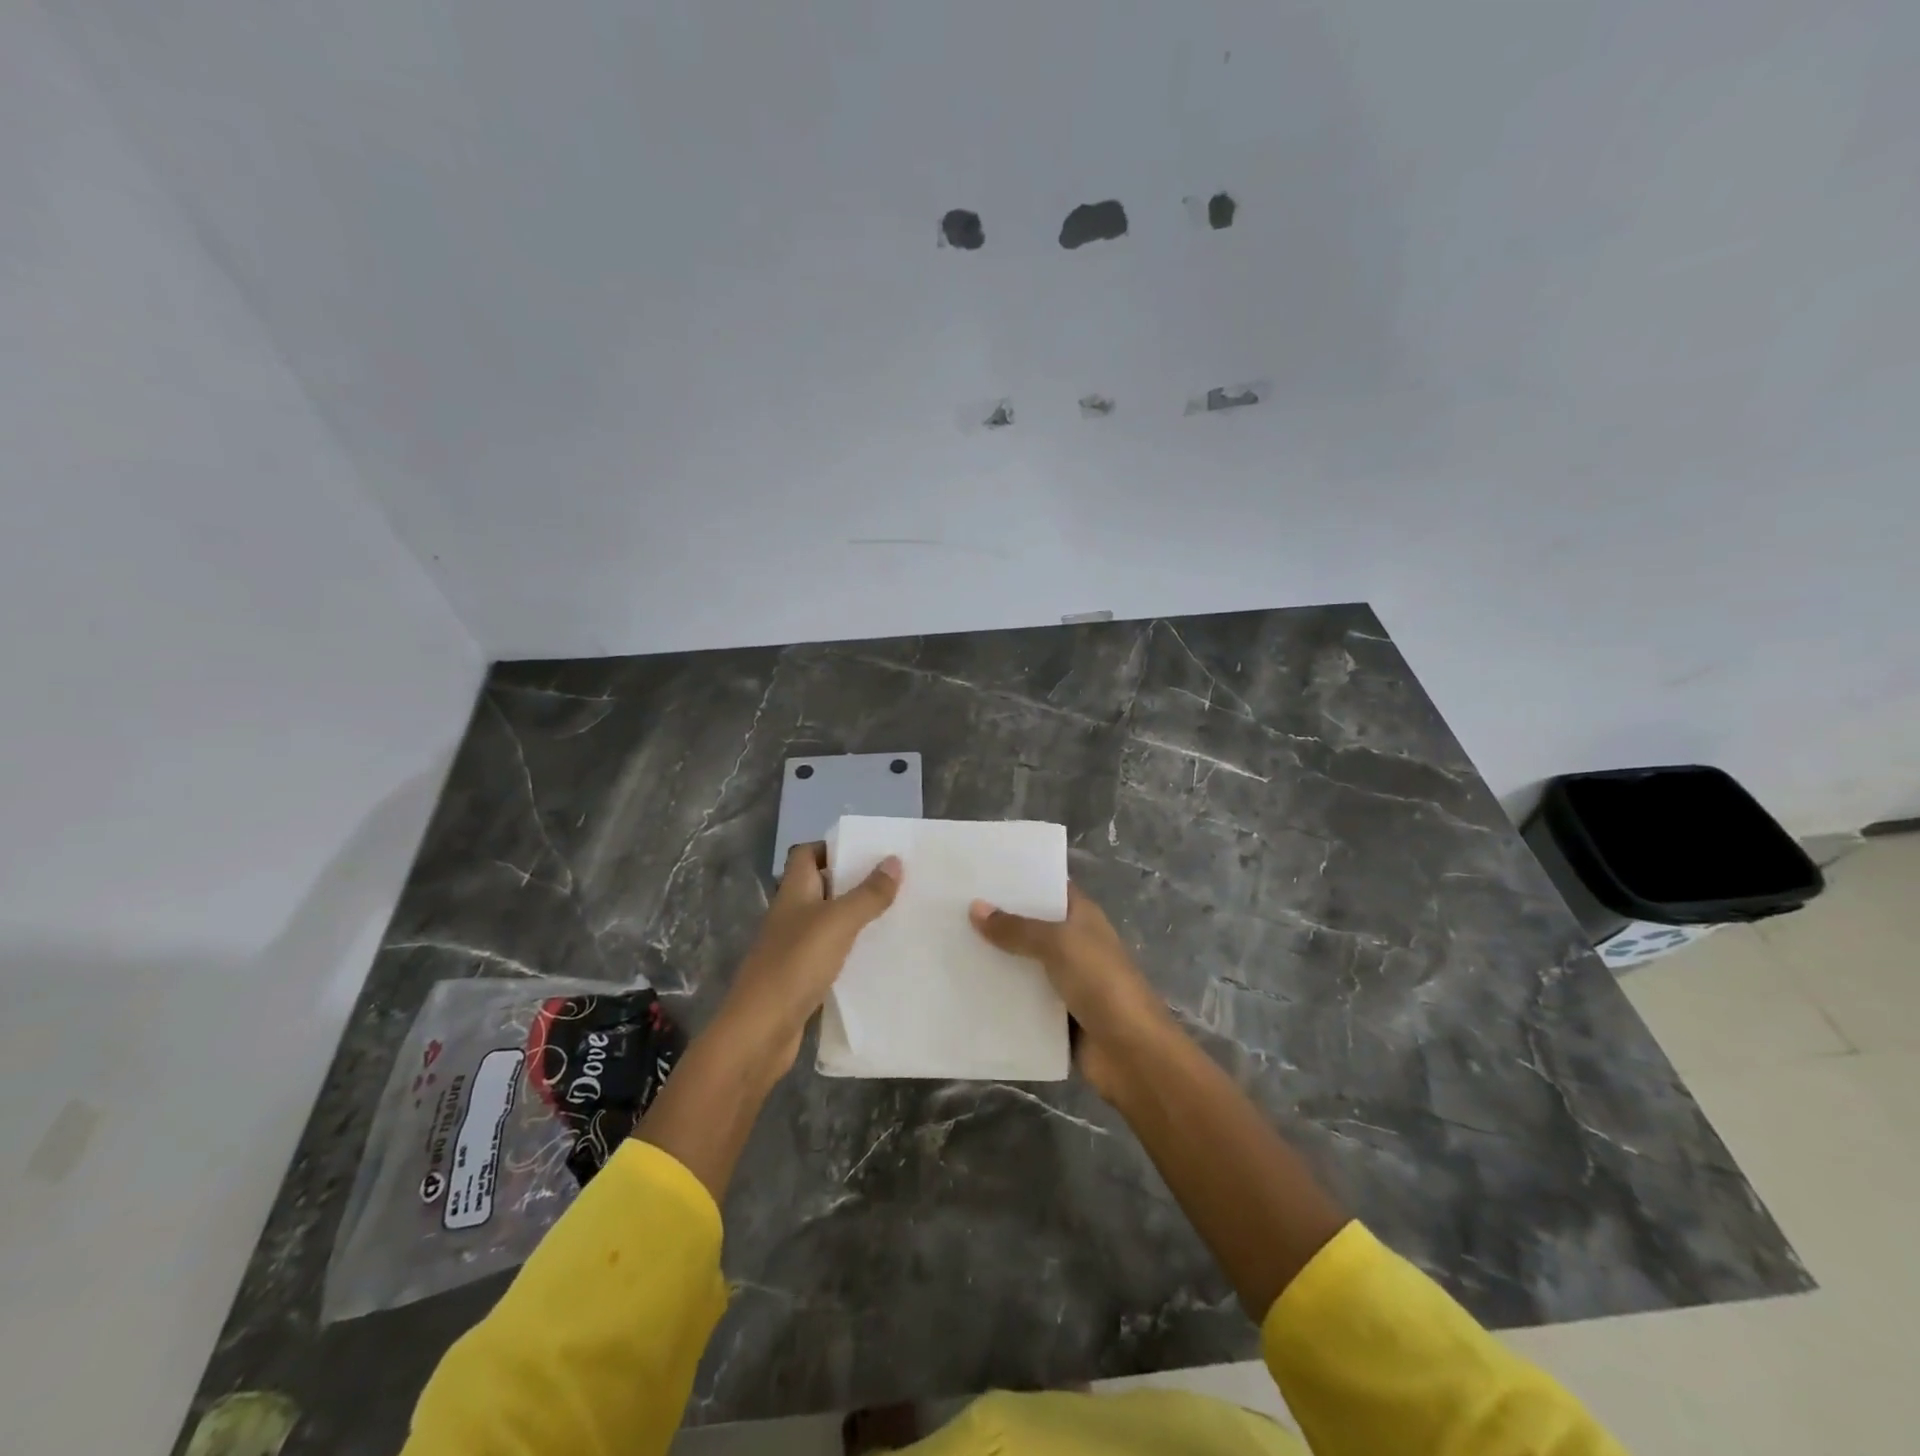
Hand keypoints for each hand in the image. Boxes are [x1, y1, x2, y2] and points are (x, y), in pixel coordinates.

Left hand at [715, 841, 902, 1075]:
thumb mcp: (838, 922)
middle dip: (854, 881)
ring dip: (856, 916)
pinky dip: (851, 949)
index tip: (869, 852)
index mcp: (794, 891)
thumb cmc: (796, 964)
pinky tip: (877, 955)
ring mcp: (794, 947)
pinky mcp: (801, 977)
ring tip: (895, 914)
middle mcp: (791, 914)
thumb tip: (894, 860)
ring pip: (828, 920)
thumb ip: (868, 893)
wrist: (760, 1031)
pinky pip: (831, 952)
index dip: (833, 847)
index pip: (806, 854)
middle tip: (894, 882)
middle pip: (822, 885)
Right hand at [969, 883, 1173, 1099]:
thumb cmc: (1101, 984)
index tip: (979, 873)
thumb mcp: (1059, 945)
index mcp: (1082, 917)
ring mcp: (1065, 980)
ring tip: (948, 944)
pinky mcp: (1054, 1015)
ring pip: (1022, 963)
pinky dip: (999, 995)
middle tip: (951, 908)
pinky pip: (1021, 999)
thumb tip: (975, 907)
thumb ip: (1017, 928)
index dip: (1019, 880)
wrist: (1132, 1053)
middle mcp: (1073, 944)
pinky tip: (964, 987)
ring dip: (994, 959)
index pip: (1049, 888)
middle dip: (997, 920)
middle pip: (1030, 926)